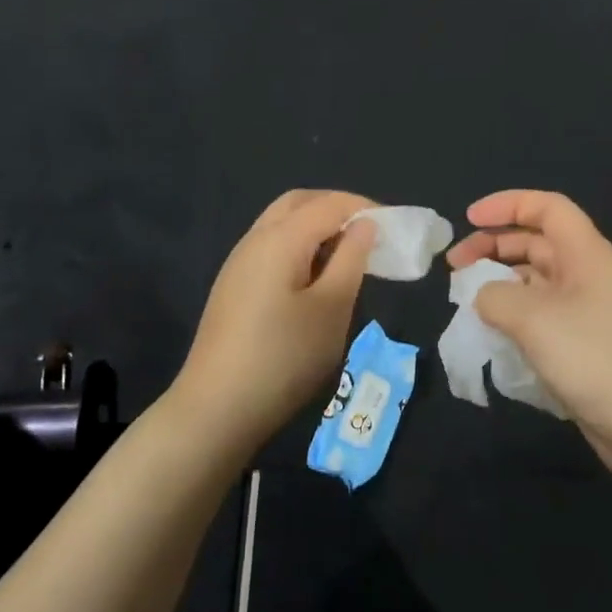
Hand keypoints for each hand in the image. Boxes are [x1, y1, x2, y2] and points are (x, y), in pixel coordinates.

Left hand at [173, 190, 376, 453]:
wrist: (216, 408)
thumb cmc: (284, 357)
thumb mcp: (331, 308)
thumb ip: (351, 259)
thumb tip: (365, 224)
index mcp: (280, 238)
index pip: (329, 203)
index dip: (364, 207)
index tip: (395, 226)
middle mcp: (255, 239)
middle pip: (299, 203)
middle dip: (336, 208)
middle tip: (369, 233)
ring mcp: (238, 263)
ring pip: (281, 223)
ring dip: (316, 227)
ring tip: (347, 256)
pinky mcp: (232, 286)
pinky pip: (271, 247)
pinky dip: (299, 247)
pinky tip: (314, 279)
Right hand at [447, 190, 611, 483]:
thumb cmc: (594, 358)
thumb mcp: (533, 319)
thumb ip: (495, 296)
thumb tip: (484, 297)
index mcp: (586, 252)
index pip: (546, 207)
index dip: (505, 204)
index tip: (468, 220)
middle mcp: (588, 274)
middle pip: (536, 242)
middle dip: (493, 246)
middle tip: (455, 267)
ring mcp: (587, 310)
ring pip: (536, 280)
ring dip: (500, 282)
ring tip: (466, 300)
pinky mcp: (583, 344)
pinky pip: (541, 314)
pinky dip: (513, 314)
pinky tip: (492, 333)